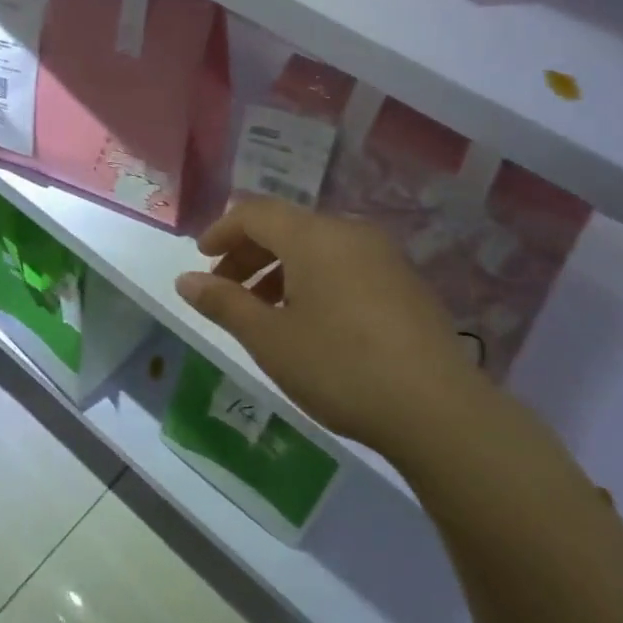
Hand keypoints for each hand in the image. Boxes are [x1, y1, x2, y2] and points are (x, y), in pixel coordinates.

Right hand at [174, 198, 494, 457]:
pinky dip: (314, 279)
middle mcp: (349, 231)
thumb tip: (185, 280)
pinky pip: (344, 263)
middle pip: (286, 226)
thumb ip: (224, 303)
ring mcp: (382, 254)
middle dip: (249, 254)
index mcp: (313, 235)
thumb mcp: (270, 339)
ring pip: (316, 246)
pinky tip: (311, 320)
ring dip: (280, 269)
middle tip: (224, 290)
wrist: (437, 409)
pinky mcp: (404, 281)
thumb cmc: (340, 367)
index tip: (200, 259)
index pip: (255, 213)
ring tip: (263, 311)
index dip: (222, 231)